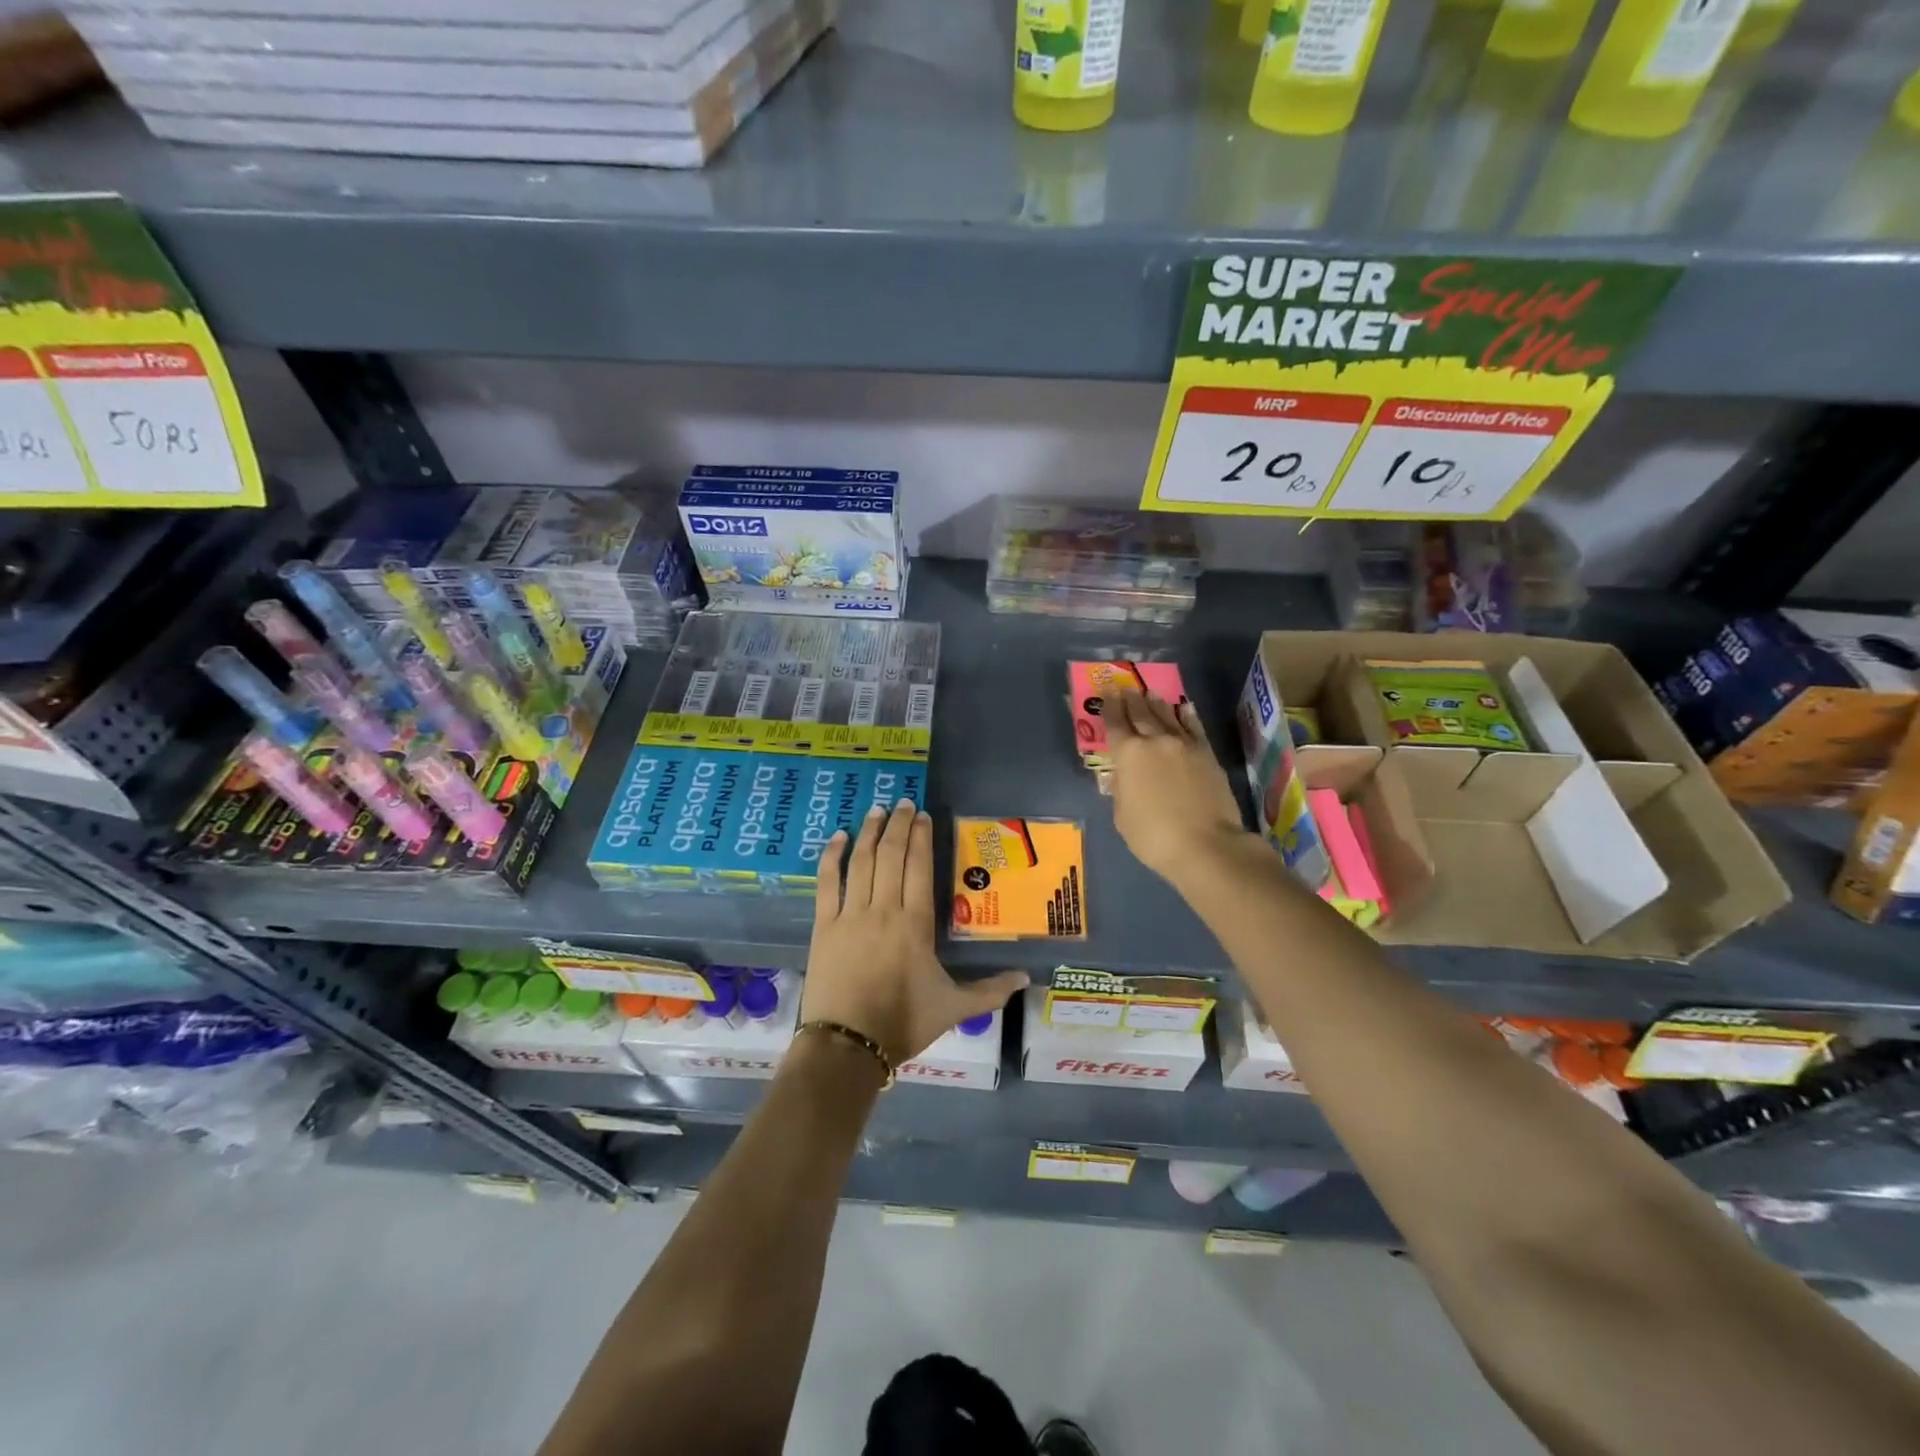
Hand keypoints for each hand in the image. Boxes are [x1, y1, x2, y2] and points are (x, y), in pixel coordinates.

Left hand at [803, 799, 1028, 1066]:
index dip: (921, 838)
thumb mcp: (953, 1008)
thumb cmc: (903, 1024)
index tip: (922, 816)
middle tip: (903, 803)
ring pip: (862, 862)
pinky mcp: (825, 926)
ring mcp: (851, 915)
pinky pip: (828, 883)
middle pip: (891, 857)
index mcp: (916, 925)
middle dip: (898, 826)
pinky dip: (832, 857)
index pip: (919, 868)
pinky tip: (838, 837)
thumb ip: (990, 990)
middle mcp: (884, 910)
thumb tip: (1027, 978)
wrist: (847, 1047)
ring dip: (869, 833)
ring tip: (876, 810)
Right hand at [1102, 688, 1250, 885]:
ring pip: (1167, 716)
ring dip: (1156, 703)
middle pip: (1141, 714)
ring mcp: (1184, 745)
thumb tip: (1125, 776)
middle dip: (1131, 700)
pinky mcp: (1207, 754)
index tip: (1107, 693)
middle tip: (1126, 687)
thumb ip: (1122, 789)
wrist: (1205, 844)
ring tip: (1150, 693)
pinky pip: (1194, 727)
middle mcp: (1155, 741)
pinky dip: (1187, 716)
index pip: (1115, 724)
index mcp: (1128, 754)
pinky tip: (1184, 708)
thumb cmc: (1153, 835)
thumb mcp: (1122, 816)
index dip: (1109, 708)